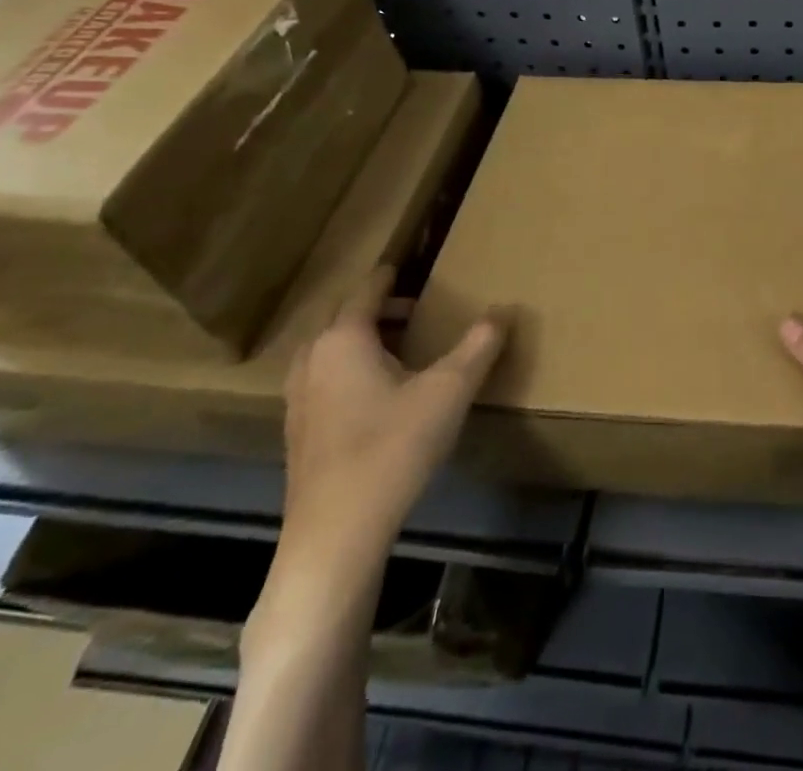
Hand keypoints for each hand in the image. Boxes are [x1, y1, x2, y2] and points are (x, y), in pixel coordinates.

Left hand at [274, 268, 507, 591]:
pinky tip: (378, 394)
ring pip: (329, 350)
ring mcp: (298, 400)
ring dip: (362, 340)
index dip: (390, 276)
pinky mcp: (298, 434)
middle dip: (378, 308)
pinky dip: (348, 370)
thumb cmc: (393, 448)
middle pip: (342, 317)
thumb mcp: (450, 390)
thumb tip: (504, 309)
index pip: (366, 290)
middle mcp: (313, 360)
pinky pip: (323, 380)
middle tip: (415, 308)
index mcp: (344, 339)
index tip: (409, 266)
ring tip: (400, 347)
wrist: (336, 536)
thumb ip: (479, 345)